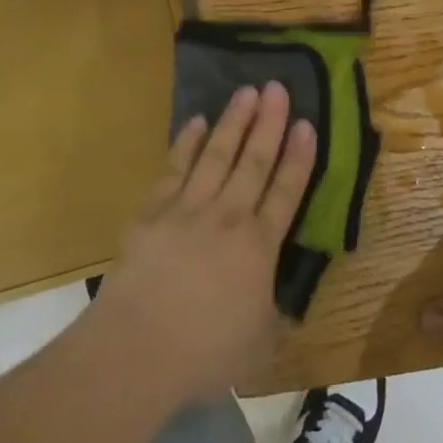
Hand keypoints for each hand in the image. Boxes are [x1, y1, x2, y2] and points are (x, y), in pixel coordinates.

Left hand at [85, 83, 315, 403]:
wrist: (136, 351)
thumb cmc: (204, 355)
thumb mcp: (259, 345)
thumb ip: (273, 316)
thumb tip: (283, 305)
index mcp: (259, 247)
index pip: (286, 192)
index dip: (299, 157)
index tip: (307, 123)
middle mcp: (228, 217)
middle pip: (254, 161)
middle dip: (268, 123)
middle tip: (277, 87)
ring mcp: (187, 209)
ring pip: (217, 155)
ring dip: (233, 122)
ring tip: (246, 91)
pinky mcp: (152, 212)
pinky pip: (174, 168)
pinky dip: (186, 143)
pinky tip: (196, 122)